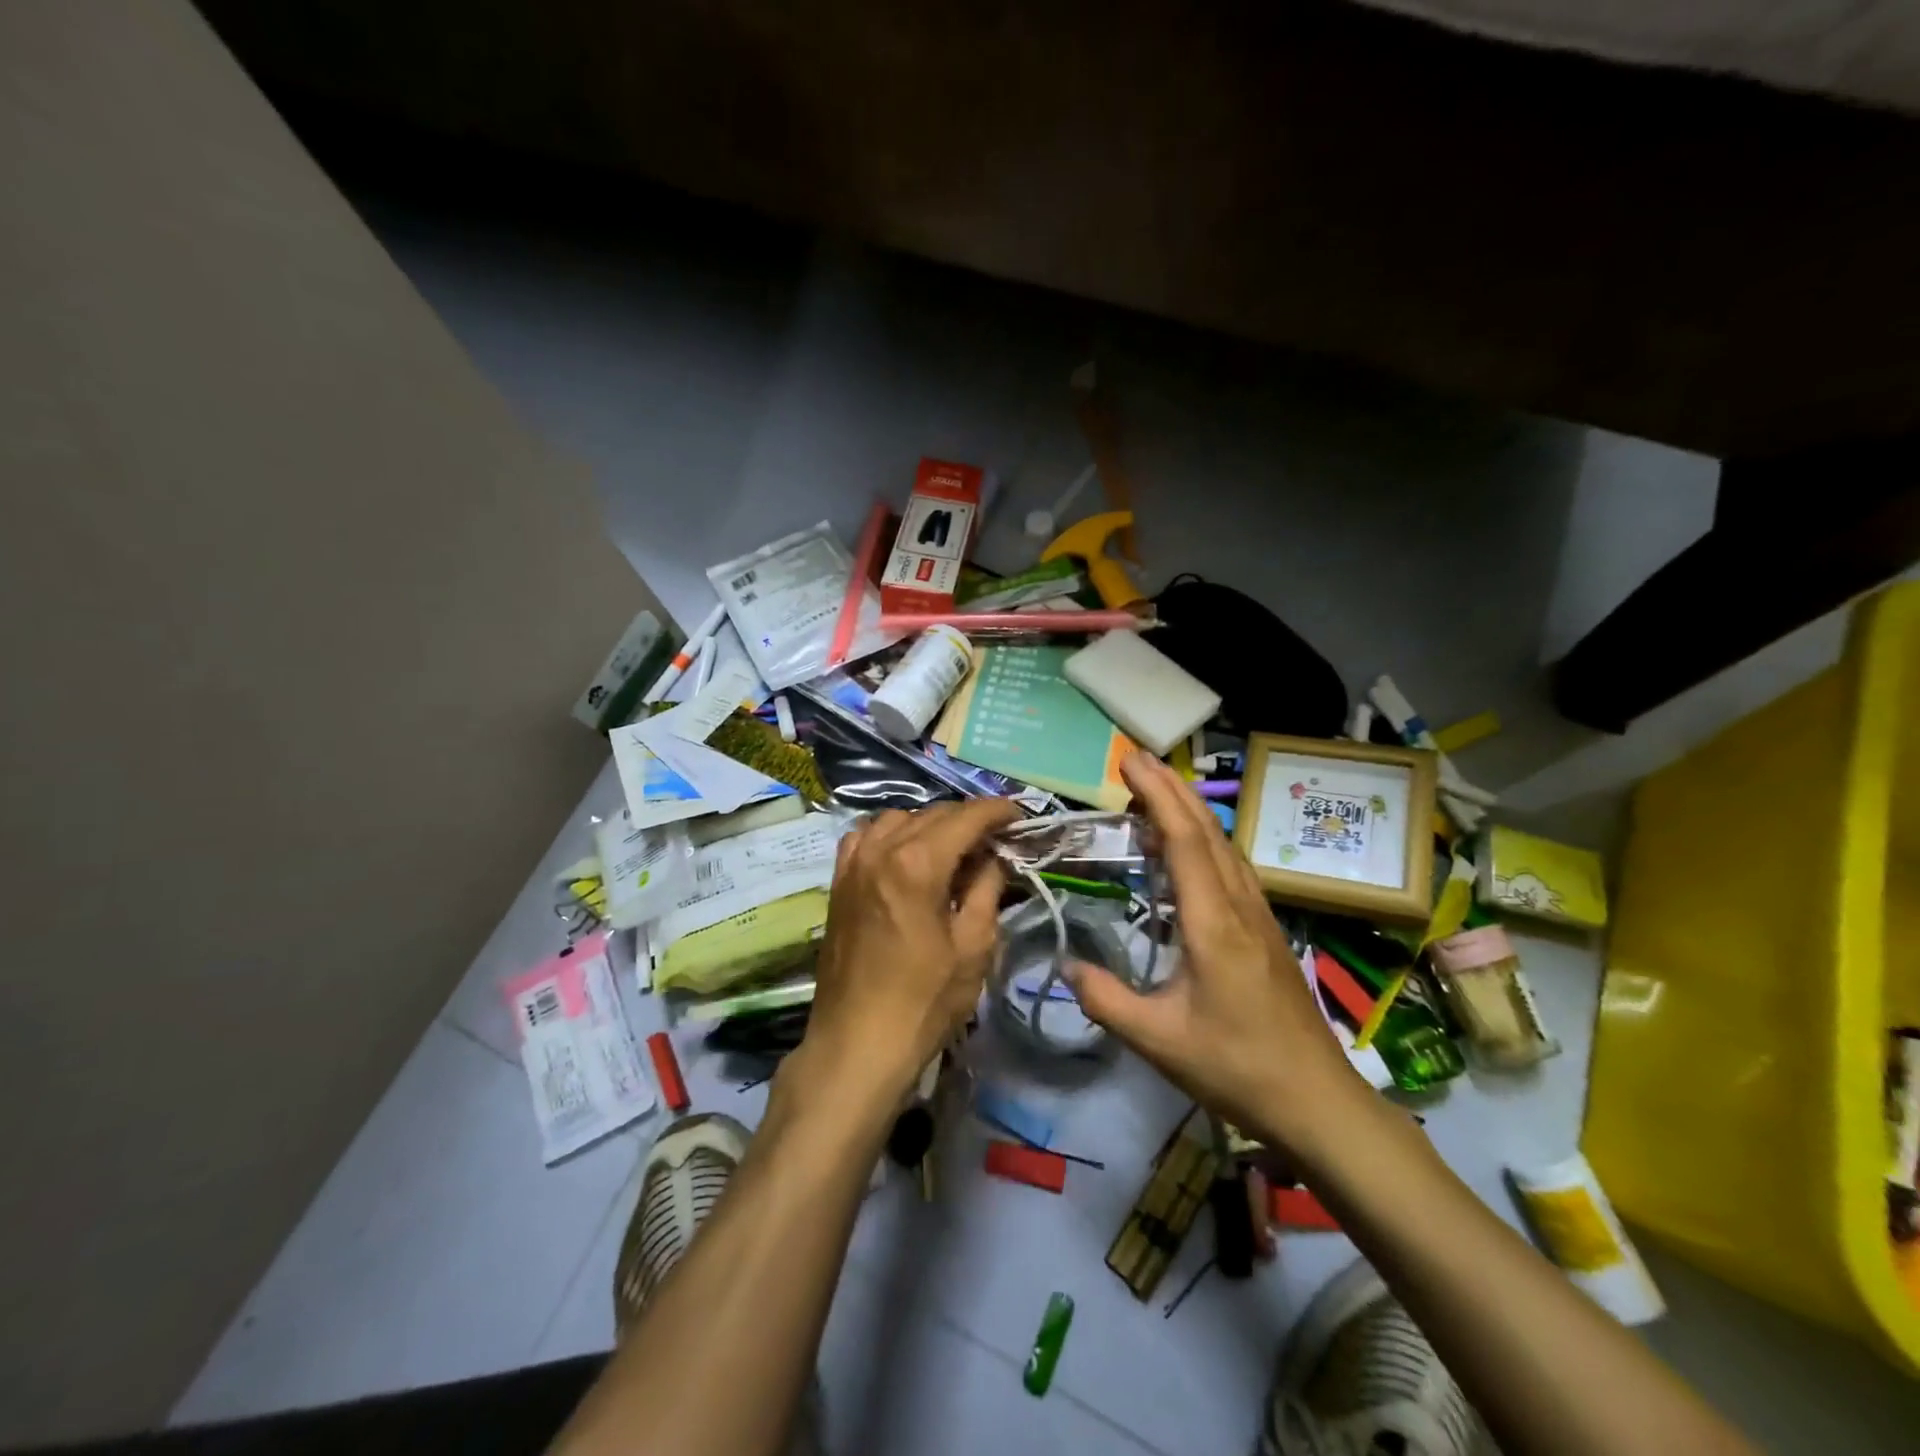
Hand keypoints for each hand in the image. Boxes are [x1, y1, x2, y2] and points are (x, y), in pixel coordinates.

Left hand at [795, 797, 1021, 1104]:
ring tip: (953, 849)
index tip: (1019, 816)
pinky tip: (905, 855)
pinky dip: (891, 835)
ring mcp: (854, 863)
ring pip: (898, 819)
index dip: (997, 811)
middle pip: (933, 814)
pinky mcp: (838, 881)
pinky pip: (866, 837)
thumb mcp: (974, 946)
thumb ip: (987, 888)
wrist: (857, 1043)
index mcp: (918, 862)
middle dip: (968, 819)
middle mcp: (881, 849)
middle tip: (996, 840)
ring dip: (930, 824)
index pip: (966, 817)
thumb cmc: (924, 1001)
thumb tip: (992, 856)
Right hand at [1066, 753, 1370, 1153]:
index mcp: (1213, 922)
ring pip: (1222, 845)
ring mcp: (1257, 915)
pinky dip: (1201, 840)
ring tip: (1151, 795)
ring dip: (1188, 810)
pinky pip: (1230, 866)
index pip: (1184, 840)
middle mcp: (1239, 905)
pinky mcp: (1263, 929)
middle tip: (1134, 760)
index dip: (1157, 794)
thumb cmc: (1237, 1068)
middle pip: (1206, 829)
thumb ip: (1106, 1000)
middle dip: (1171, 787)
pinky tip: (1183, 852)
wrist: (1317, 1100)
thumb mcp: (1158, 1040)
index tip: (1129, 761)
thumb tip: (1064, 965)